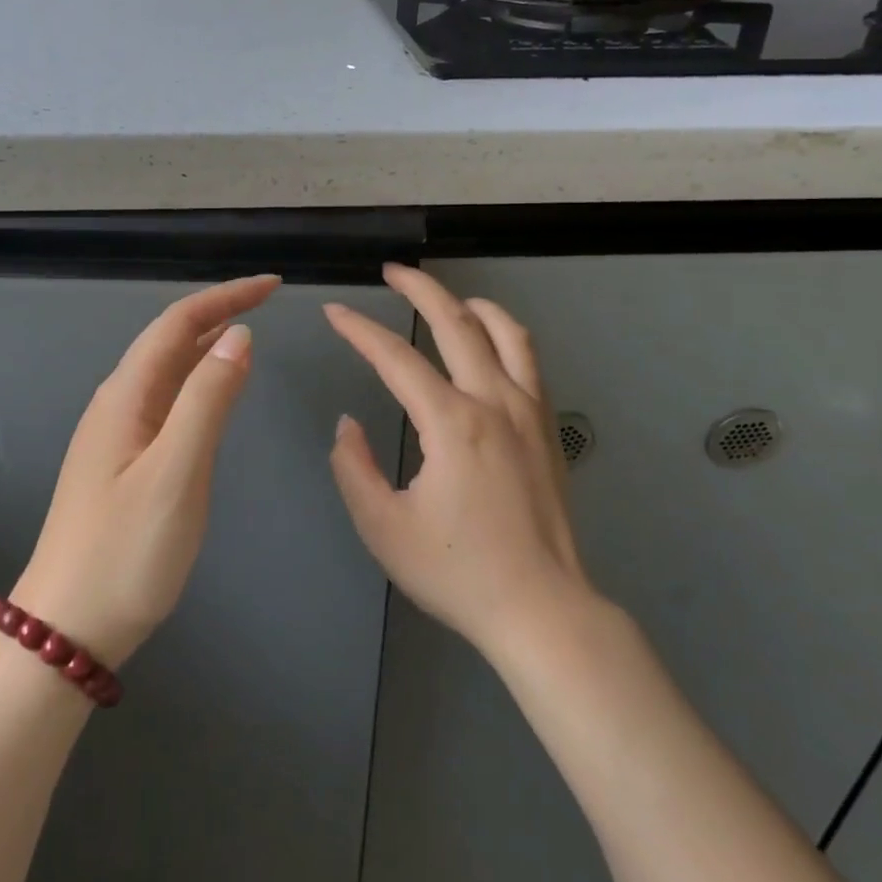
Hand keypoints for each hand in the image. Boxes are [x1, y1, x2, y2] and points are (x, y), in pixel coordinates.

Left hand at [12, 275, 278, 668]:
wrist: (67, 627)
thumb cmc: (125, 552)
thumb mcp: (176, 472)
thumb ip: (208, 400)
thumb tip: (239, 335)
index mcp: (126, 396)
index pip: (178, 322)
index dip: (226, 297)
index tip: (273, 286)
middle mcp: (118, 403)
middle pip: (170, 339)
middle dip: (219, 312)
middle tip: (269, 302)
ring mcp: (117, 433)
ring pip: (167, 370)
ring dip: (207, 344)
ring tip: (249, 333)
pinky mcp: (123, 461)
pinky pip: (166, 401)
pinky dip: (197, 381)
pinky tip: (214, 392)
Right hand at [324, 264, 596, 660]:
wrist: (543, 610)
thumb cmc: (458, 572)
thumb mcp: (384, 528)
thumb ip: (353, 468)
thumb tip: (348, 425)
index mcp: (452, 423)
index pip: (396, 358)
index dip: (359, 330)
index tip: (335, 312)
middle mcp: (494, 401)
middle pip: (456, 322)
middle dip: (419, 289)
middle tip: (392, 272)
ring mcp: (529, 410)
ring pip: (505, 331)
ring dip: (471, 304)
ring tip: (446, 297)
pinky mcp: (547, 427)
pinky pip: (529, 360)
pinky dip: (505, 333)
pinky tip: (489, 341)